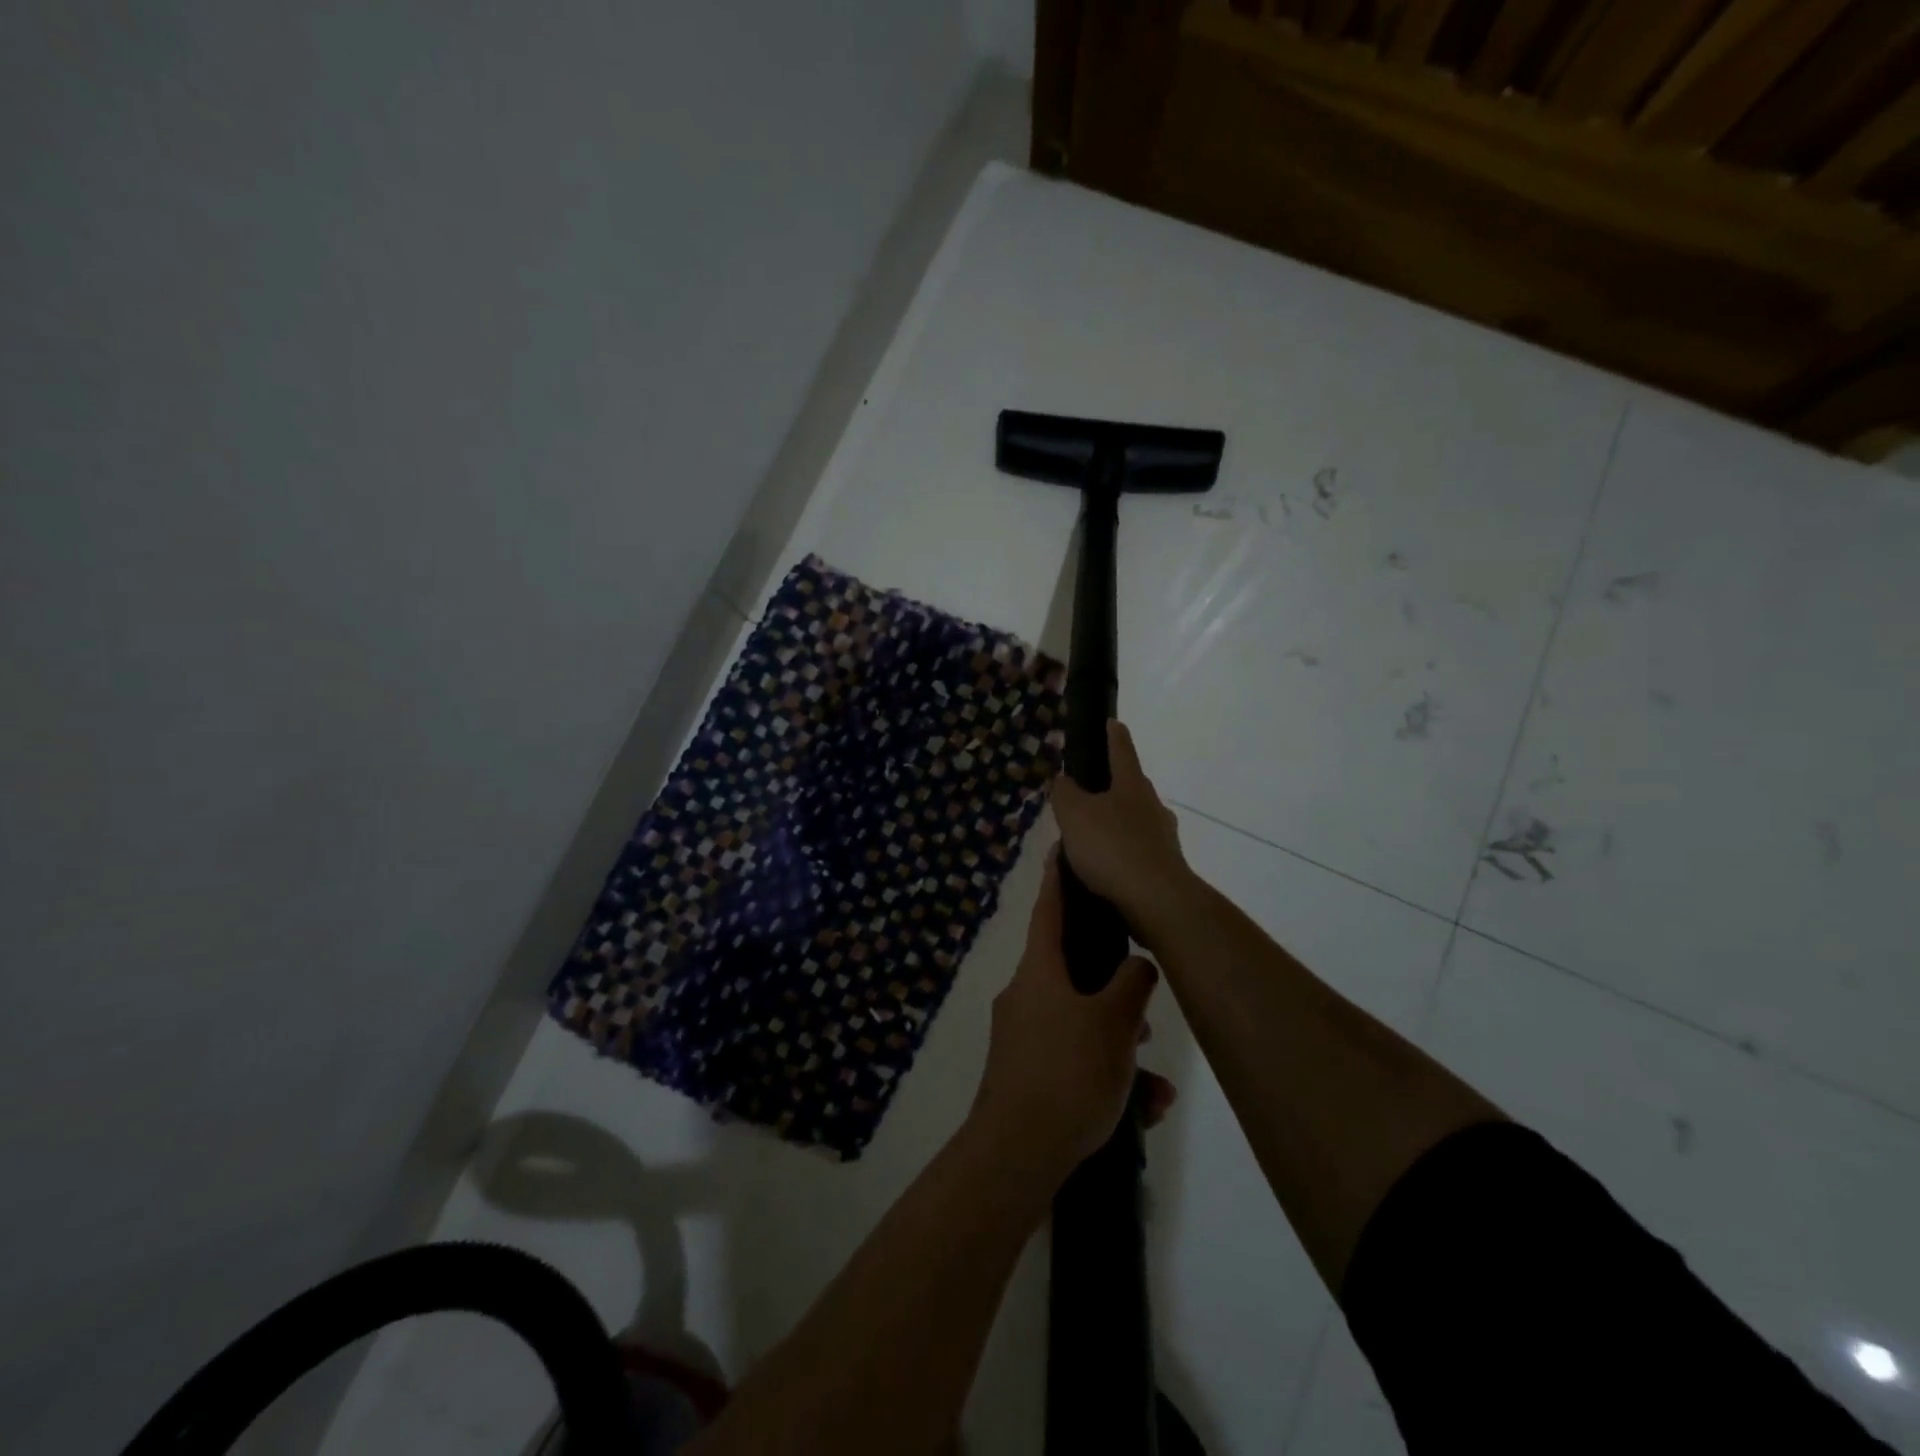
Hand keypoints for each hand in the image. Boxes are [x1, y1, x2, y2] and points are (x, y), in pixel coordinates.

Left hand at [969, 850, 1176, 1180]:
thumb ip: (1132, 984)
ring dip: (1119, 1046)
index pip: (1049, 909)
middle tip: (1145, 1010)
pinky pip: (1074, 1061)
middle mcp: (1025, 996)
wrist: (1017, 1157)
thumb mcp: (1114, 1023)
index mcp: (1039, 971)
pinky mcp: (1027, 1076)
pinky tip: (1143, 1111)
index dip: (1058, 879)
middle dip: (1114, 990)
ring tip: (1155, 1083)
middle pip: (1073, 972)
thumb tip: (1137, 965)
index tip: (1062, 850)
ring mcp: (1022, 1038)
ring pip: (1081, 1024)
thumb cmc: (1067, 1074)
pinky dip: (1107, 1078)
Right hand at [1050, 721, 1195, 941]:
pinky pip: (1135, 852)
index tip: (1112, 722)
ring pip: (1134, 822)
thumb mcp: (1074, 814)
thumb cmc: (1112, 847)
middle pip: (1131, 787)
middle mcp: (1152, 806)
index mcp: (1132, 786)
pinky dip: (1119, 854)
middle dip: (1112, 786)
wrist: (1156, 901)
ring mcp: (1162, 838)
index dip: (1114, 735)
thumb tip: (1063, 780)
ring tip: (1088, 839)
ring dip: (1114, 825)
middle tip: (1086, 793)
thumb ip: (1064, 793)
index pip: (1121, 751)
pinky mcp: (1164, 868)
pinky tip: (1103, 869)